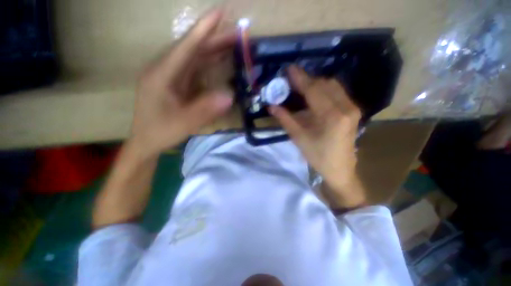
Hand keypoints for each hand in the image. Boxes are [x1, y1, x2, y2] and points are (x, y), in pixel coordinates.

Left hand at [130, 10, 234, 158]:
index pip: (185, 47)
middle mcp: (165, 70)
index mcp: (161, 75)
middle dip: (214, 40)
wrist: (147, 141)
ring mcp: (170, 76)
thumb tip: (229, 96)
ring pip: (194, 58)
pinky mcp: (176, 83)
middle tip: (236, 34)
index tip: (220, 12)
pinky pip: (194, 69)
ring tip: (232, 44)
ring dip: (213, 50)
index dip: (203, 30)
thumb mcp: (184, 123)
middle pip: (192, 49)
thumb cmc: (161, 132)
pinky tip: (219, 60)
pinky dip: (208, 63)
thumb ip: (205, 109)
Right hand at [269, 66, 365, 207]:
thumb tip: (272, 106)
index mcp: (331, 117)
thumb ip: (286, 119)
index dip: (300, 78)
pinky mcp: (353, 110)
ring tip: (301, 87)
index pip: (314, 90)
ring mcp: (352, 108)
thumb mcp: (299, 138)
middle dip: (307, 80)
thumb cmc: (318, 156)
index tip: (289, 69)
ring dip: (315, 84)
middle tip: (292, 80)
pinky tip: (313, 95)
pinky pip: (337, 92)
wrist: (340, 169)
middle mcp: (346, 107)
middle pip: (324, 84)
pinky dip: (323, 90)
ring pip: (333, 86)